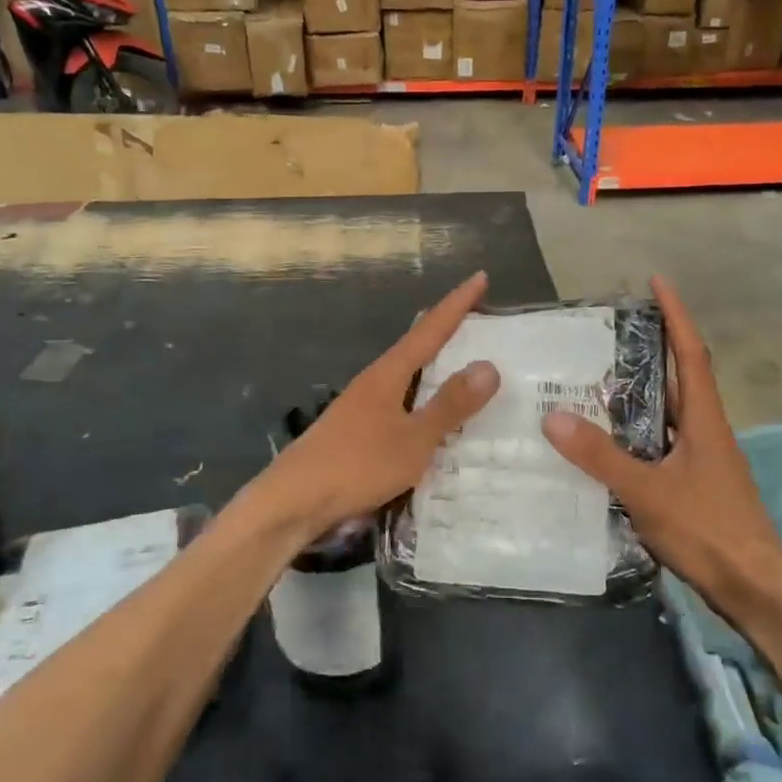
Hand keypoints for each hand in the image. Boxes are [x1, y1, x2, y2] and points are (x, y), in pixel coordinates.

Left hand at [256, 272, 499, 537]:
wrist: (293, 503)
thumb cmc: (356, 466)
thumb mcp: (413, 439)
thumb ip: (450, 405)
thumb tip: (489, 365)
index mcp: (388, 375)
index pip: (429, 330)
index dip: (457, 304)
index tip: (480, 277)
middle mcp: (373, 384)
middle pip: (415, 348)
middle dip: (445, 332)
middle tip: (477, 320)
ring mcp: (362, 409)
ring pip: (407, 378)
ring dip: (434, 368)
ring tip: (462, 364)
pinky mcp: (356, 434)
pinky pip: (401, 405)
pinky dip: (423, 401)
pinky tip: (431, 418)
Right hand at [541, 277, 781, 612]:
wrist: (755, 589)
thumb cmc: (709, 531)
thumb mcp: (648, 491)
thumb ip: (601, 456)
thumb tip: (553, 417)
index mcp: (704, 419)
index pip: (691, 352)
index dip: (676, 314)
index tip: (657, 281)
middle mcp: (705, 430)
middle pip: (678, 377)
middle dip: (651, 348)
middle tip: (604, 332)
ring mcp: (701, 459)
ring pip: (665, 414)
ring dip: (638, 393)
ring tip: (592, 380)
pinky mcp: (693, 485)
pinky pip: (658, 445)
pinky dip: (633, 435)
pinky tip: (603, 444)